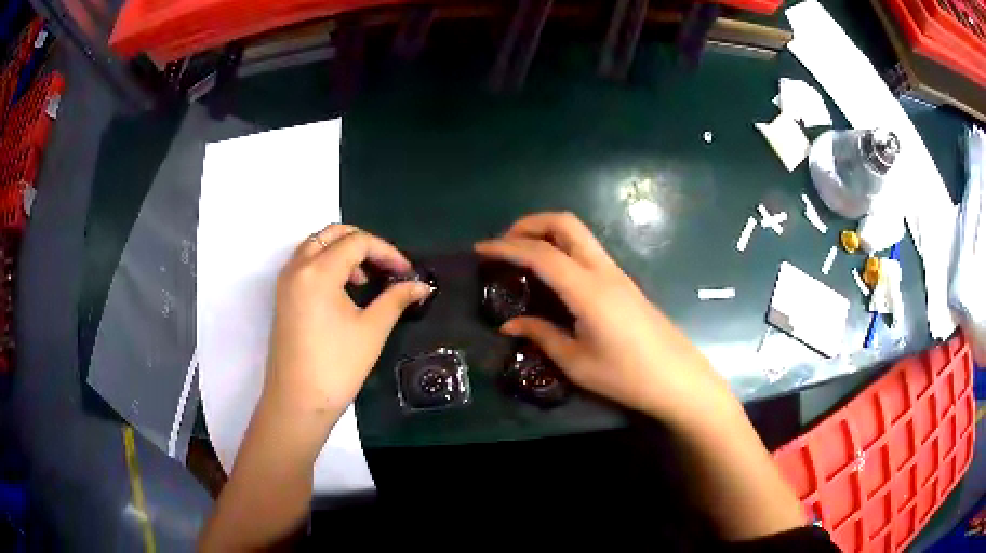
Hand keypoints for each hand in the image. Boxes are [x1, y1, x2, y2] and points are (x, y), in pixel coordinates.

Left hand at [264, 224, 432, 420]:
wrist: (297, 402)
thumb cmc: (336, 367)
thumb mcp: (371, 330)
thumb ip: (396, 299)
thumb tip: (422, 286)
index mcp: (318, 271)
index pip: (357, 242)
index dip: (387, 252)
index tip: (407, 273)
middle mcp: (297, 267)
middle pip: (333, 234)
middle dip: (364, 243)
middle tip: (387, 267)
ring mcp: (286, 281)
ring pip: (316, 245)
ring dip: (344, 251)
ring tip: (366, 279)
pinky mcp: (283, 295)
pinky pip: (306, 262)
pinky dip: (327, 263)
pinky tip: (344, 290)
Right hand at [475, 212, 734, 423]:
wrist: (678, 379)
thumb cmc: (627, 376)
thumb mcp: (577, 362)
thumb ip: (542, 335)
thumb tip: (510, 325)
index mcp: (587, 290)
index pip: (540, 254)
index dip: (506, 247)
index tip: (480, 249)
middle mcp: (603, 270)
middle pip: (565, 223)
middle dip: (529, 224)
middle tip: (504, 244)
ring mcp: (617, 273)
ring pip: (579, 233)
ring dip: (547, 233)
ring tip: (522, 256)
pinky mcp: (624, 281)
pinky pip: (587, 250)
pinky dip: (562, 247)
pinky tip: (552, 274)